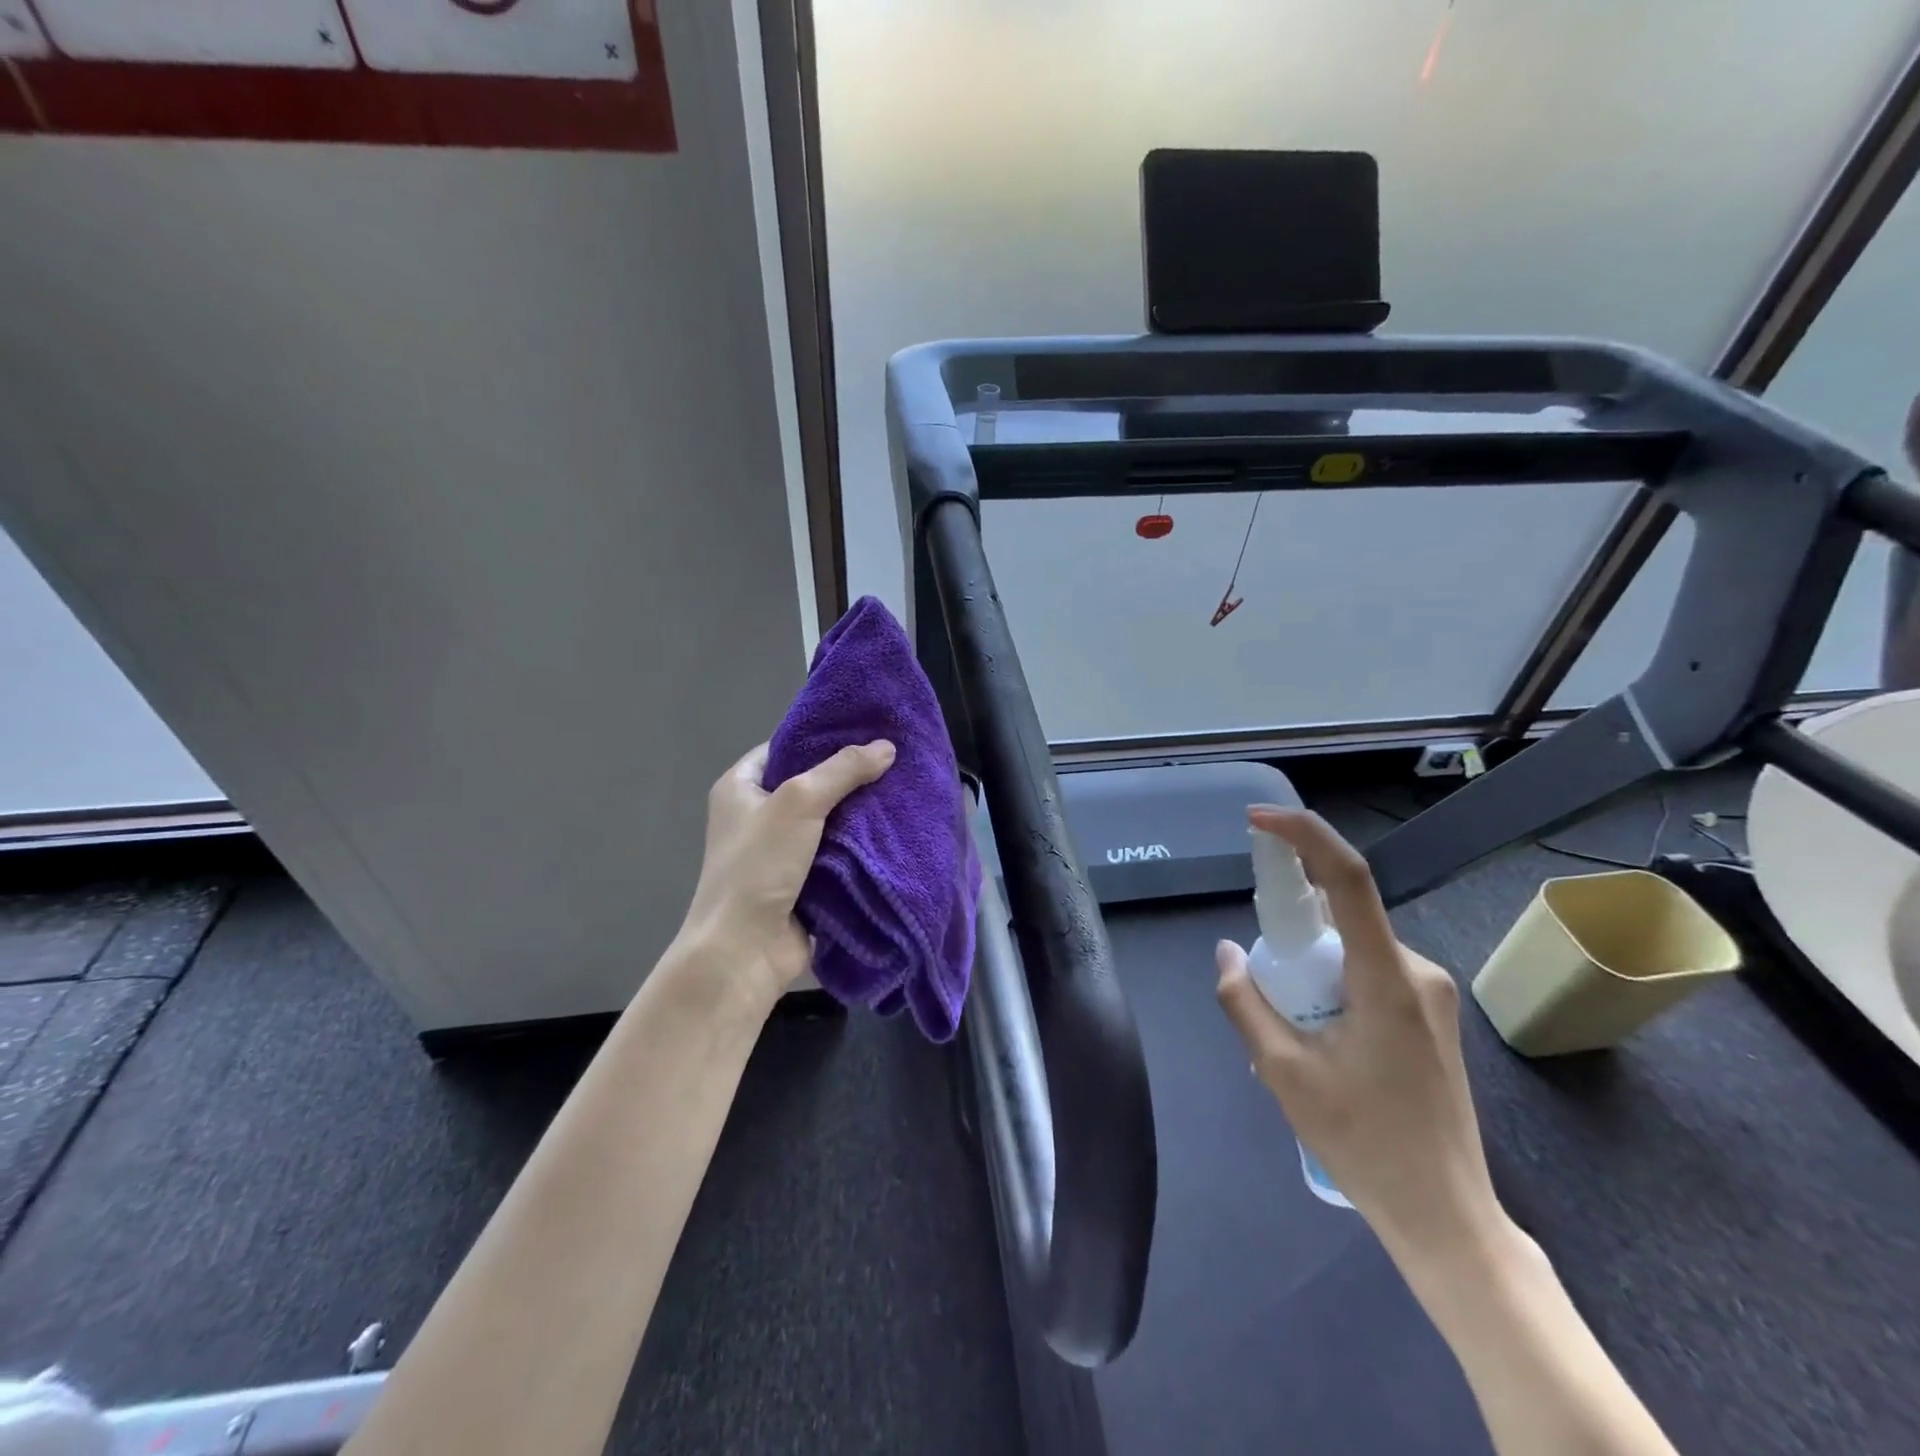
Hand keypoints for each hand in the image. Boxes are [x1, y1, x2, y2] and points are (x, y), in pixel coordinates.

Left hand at [677, 739, 896, 1013]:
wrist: (744, 951)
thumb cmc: (759, 866)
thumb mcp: (798, 803)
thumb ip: (842, 770)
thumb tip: (887, 746)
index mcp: (740, 788)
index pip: (785, 748)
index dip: (822, 738)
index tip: (866, 730)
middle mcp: (757, 815)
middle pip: (811, 784)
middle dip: (850, 776)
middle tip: (895, 760)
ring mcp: (780, 852)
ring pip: (829, 821)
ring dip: (860, 814)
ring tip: (904, 790)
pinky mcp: (803, 882)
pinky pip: (837, 854)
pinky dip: (861, 847)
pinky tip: (895, 831)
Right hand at [1215, 807, 1500, 1266]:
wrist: (1445, 1215)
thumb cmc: (1363, 1141)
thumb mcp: (1282, 1071)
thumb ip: (1245, 1001)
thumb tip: (1227, 952)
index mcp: (1386, 977)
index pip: (1347, 878)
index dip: (1303, 836)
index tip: (1257, 821)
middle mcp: (1417, 971)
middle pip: (1342, 915)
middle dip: (1291, 927)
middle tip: (1263, 978)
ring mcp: (1430, 993)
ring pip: (1353, 947)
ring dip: (1310, 965)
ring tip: (1292, 1032)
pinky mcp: (1430, 1014)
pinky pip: (1368, 971)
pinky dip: (1330, 983)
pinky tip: (1319, 1038)